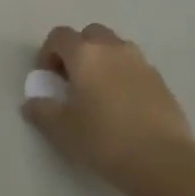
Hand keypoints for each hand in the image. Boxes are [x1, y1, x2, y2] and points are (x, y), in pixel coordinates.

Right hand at [22, 23, 194, 189]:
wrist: (162, 161)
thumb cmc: (104, 139)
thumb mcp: (62, 129)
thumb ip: (42, 111)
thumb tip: (32, 103)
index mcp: (85, 54)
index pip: (59, 36)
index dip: (48, 52)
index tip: (47, 78)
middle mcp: (113, 49)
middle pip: (90, 34)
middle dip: (78, 50)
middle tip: (73, 79)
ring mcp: (141, 63)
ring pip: (116, 47)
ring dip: (103, 60)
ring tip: (99, 92)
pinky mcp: (161, 81)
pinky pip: (135, 67)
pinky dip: (124, 76)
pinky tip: (123, 106)